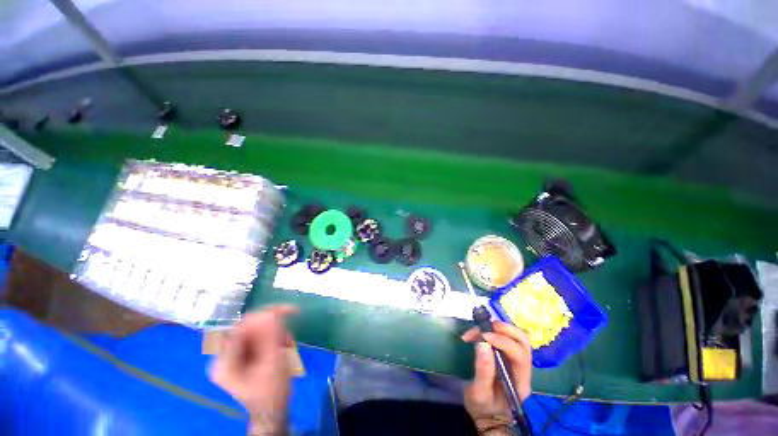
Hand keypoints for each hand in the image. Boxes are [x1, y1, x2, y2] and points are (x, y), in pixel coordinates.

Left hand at [209, 305, 297, 434]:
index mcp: (225, 362)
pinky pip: (260, 337)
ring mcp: (235, 356)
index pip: (241, 327)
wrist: (272, 411)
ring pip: (257, 331)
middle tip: (288, 334)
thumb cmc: (271, 392)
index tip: (286, 310)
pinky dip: (274, 338)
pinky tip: (284, 346)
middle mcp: (226, 356)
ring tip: (287, 344)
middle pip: (249, 328)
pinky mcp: (245, 355)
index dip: (263, 315)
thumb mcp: (272, 364)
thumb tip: (271, 313)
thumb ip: (270, 337)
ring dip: (276, 333)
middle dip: (273, 327)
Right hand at [461, 321, 531, 422]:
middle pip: (523, 342)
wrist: (489, 417)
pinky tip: (481, 332)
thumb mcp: (479, 393)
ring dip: (500, 328)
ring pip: (517, 337)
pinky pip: (507, 338)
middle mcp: (523, 369)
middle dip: (505, 329)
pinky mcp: (509, 356)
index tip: (483, 336)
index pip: (519, 355)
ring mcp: (517, 362)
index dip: (502, 341)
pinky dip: (495, 330)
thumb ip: (483, 371)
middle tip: (485, 326)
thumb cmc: (484, 408)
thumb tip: (483, 343)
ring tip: (481, 328)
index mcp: (520, 381)